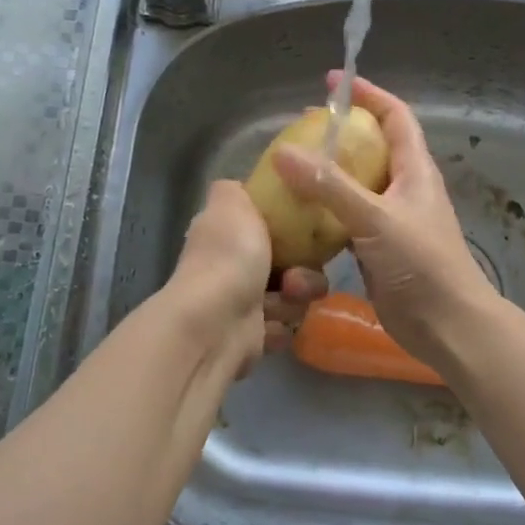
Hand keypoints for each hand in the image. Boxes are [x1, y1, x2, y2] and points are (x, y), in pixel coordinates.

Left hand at [167, 180, 327, 372]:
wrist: (217, 323)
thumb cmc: (229, 256)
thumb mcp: (233, 203)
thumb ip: (237, 190)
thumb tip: (241, 188)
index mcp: (227, 234)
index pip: (269, 226)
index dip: (292, 228)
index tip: (308, 231)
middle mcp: (232, 267)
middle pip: (290, 262)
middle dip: (303, 270)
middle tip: (296, 276)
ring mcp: (242, 303)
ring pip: (294, 295)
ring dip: (296, 298)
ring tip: (285, 299)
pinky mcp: (252, 336)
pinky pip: (286, 326)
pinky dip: (283, 326)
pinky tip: (272, 324)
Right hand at [270, 74, 493, 369]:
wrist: (447, 325)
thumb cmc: (421, 264)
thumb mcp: (375, 218)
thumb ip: (329, 186)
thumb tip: (283, 152)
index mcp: (415, 170)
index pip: (395, 116)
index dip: (368, 95)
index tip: (333, 82)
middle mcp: (405, 189)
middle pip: (373, 147)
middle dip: (340, 133)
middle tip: (300, 128)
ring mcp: (392, 221)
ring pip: (358, 185)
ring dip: (329, 174)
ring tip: (292, 168)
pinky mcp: (379, 250)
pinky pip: (348, 219)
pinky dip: (326, 212)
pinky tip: (299, 216)